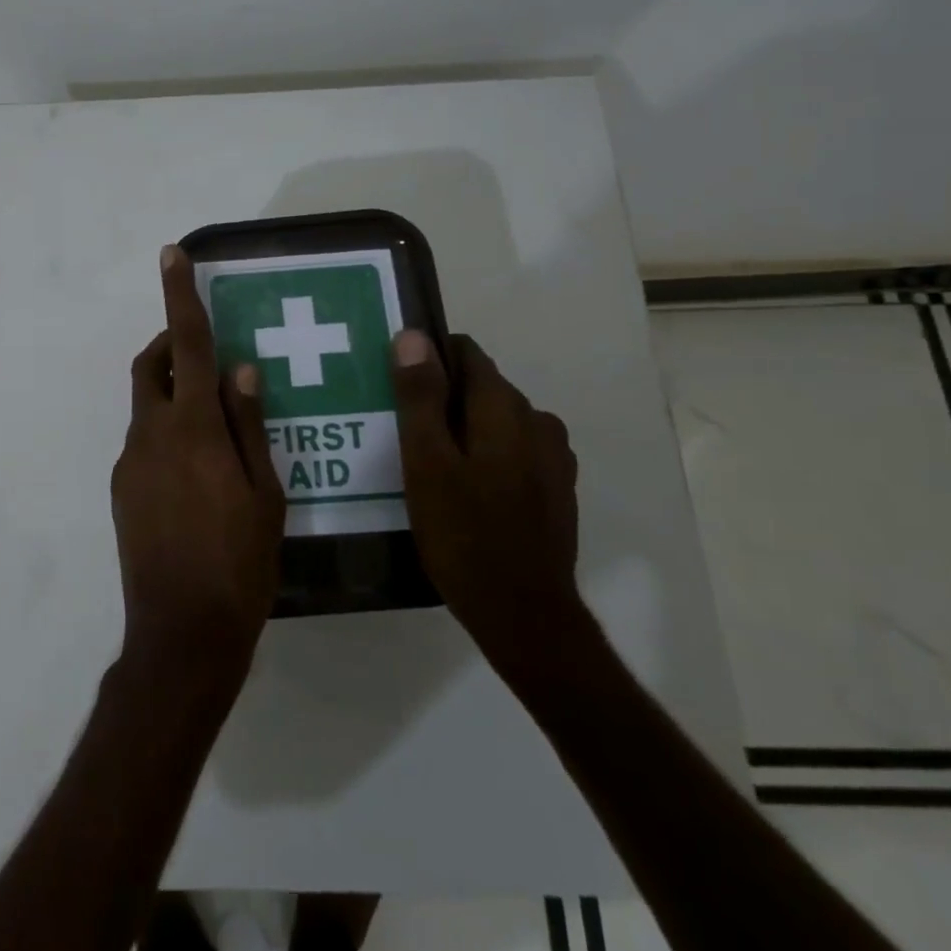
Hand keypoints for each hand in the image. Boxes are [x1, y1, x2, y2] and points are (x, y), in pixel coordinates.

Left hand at [109, 246, 286, 695]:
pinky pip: (143, 442)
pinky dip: (166, 432)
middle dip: (171, 345)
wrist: (181, 632)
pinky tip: (197, 470)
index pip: (187, 345)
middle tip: (206, 353)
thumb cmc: (239, 563)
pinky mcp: (121, 490)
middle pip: (152, 367)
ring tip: (214, 423)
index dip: (180, 297)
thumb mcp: (265, 493)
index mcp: (193, 429)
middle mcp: (151, 434)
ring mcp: (129, 463)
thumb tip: (242, 368)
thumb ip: (250, 424)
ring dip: (172, 393)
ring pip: (147, 406)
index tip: (171, 255)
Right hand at [390, 330, 581, 679]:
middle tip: (400, 432)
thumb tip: (412, 336)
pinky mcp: (554, 488)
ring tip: (425, 464)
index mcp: (505, 408)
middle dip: (440, 399)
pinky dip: (484, 455)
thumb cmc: (464, 534)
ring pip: (496, 421)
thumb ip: (420, 397)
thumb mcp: (427, 463)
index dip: (428, 360)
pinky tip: (461, 490)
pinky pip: (511, 450)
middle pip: (480, 387)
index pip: (466, 353)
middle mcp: (537, 421)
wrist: (523, 614)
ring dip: (462, 429)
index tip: (395, 386)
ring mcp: (551, 458)